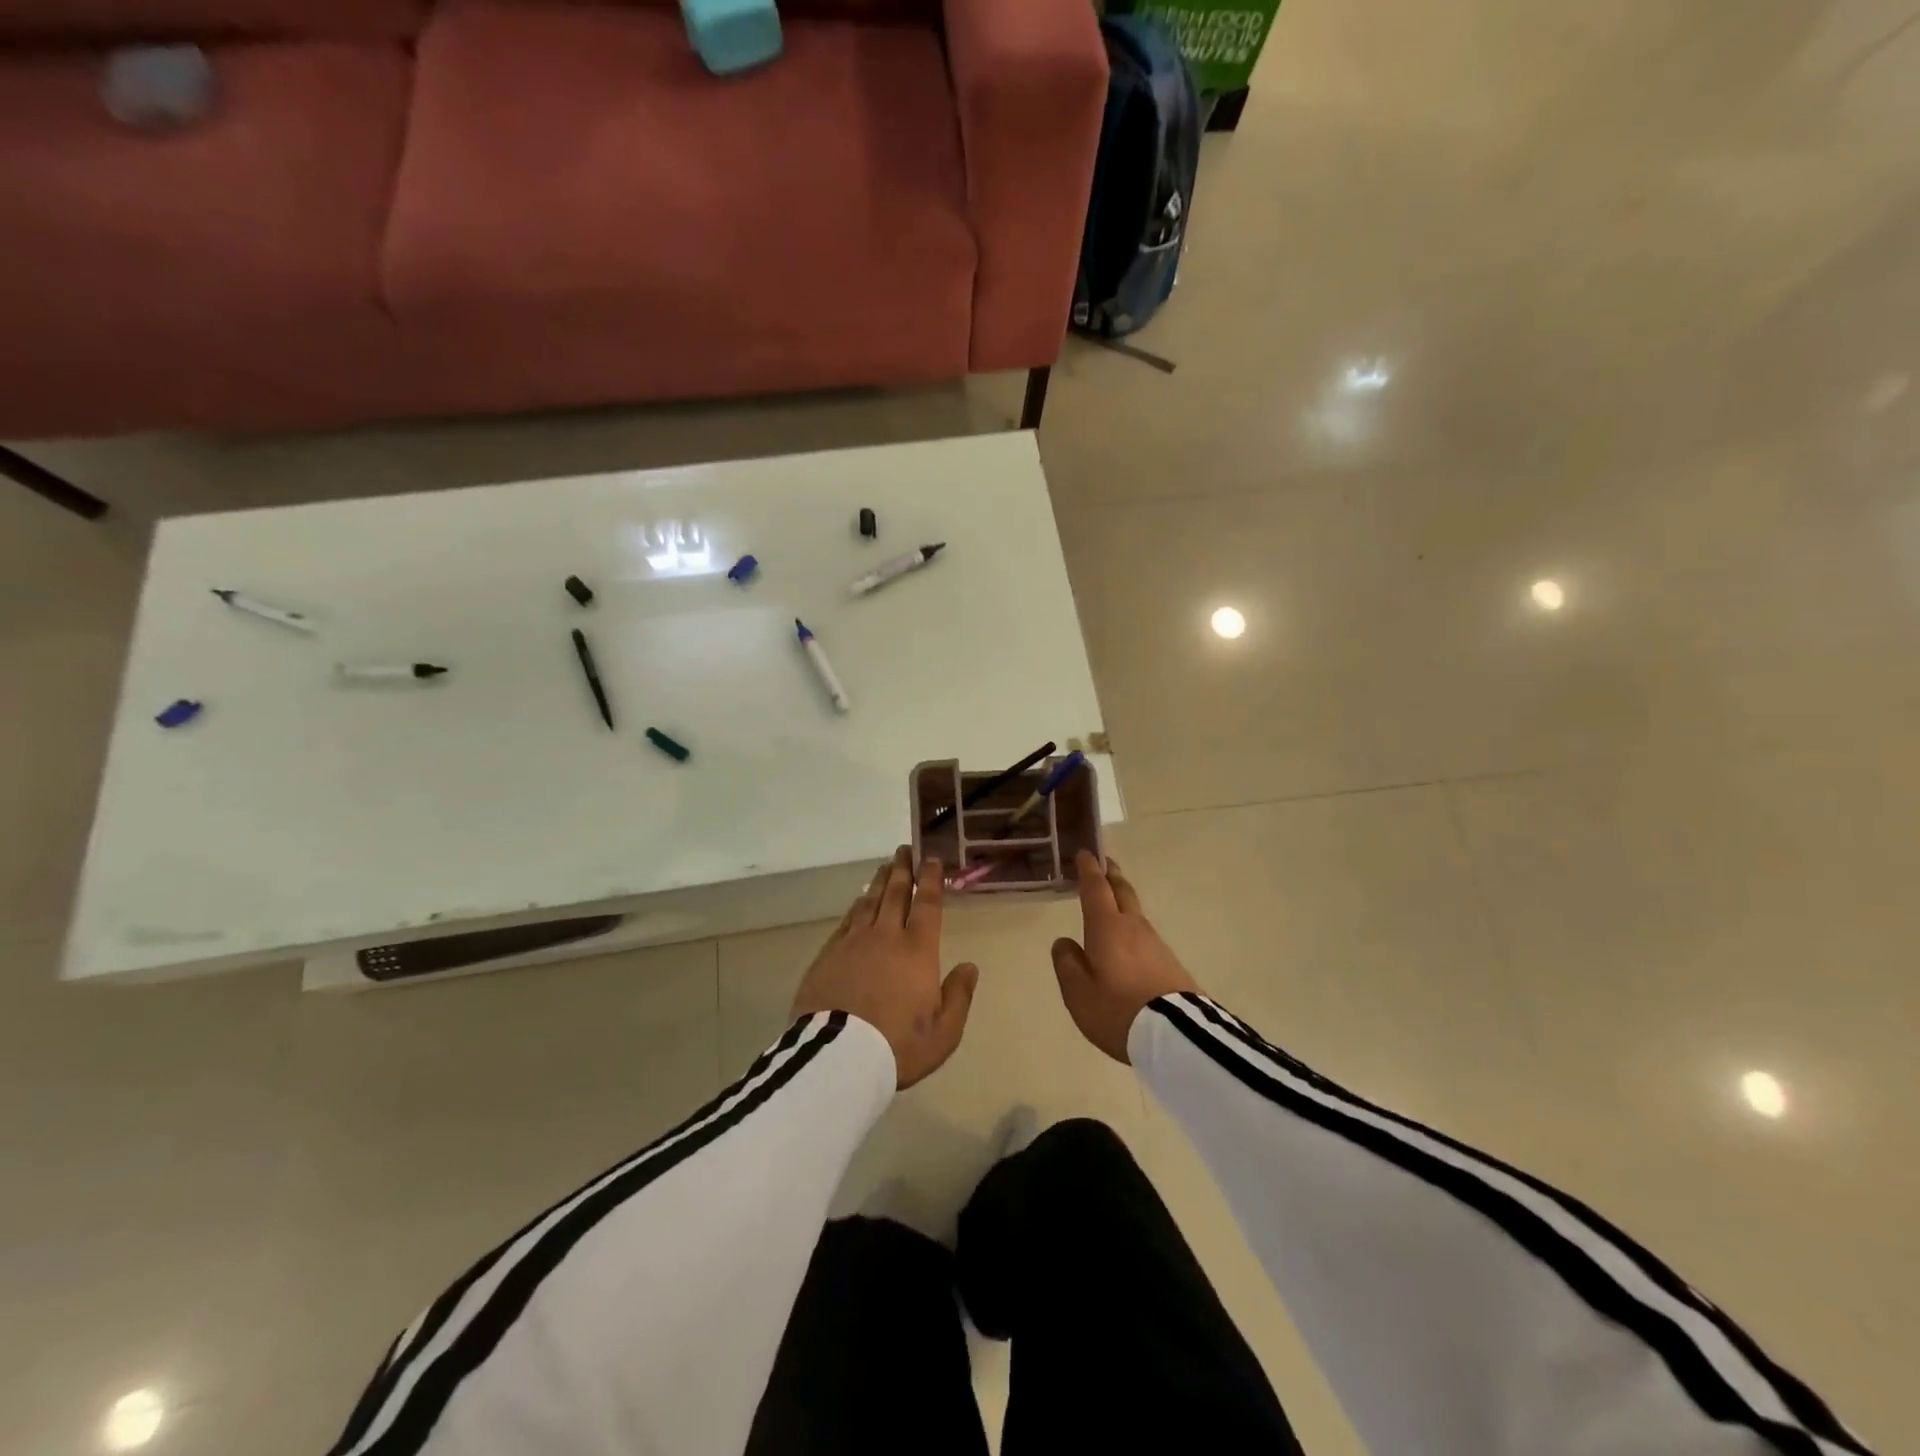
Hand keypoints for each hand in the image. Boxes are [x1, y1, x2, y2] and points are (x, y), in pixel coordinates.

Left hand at [792, 847, 978, 1088]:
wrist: (839, 1057)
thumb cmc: (898, 1046)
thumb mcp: (944, 1032)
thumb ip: (958, 996)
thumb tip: (969, 967)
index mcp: (918, 950)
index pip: (927, 905)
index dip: (931, 880)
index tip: (932, 860)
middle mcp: (886, 936)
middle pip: (895, 893)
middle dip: (903, 870)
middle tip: (905, 850)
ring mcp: (853, 943)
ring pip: (869, 902)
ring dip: (879, 882)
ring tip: (885, 867)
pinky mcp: (828, 955)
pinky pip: (846, 921)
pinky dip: (856, 906)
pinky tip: (858, 902)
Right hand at [1052, 852, 1198, 1063]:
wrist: (1175, 1036)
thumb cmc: (1118, 1010)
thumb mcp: (1078, 993)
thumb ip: (1067, 963)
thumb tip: (1064, 942)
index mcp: (1107, 928)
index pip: (1096, 889)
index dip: (1089, 869)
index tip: (1085, 853)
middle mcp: (1133, 927)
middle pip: (1122, 892)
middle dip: (1111, 875)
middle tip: (1104, 863)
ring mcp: (1155, 943)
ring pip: (1135, 912)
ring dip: (1123, 899)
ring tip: (1113, 899)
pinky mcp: (1169, 962)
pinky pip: (1145, 934)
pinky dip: (1132, 926)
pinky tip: (1129, 939)